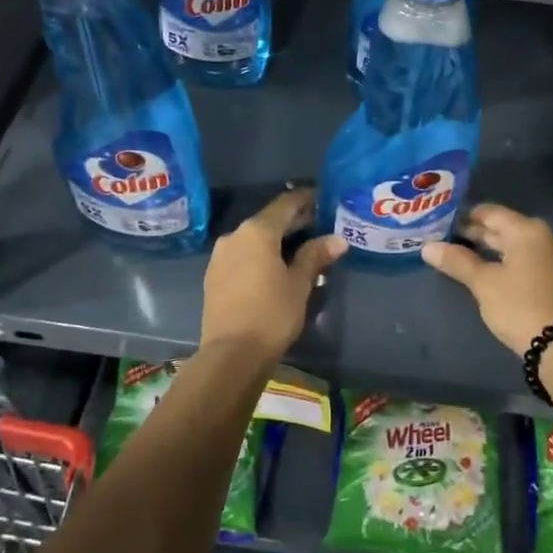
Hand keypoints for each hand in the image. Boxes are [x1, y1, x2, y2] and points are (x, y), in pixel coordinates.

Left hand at [199, 188, 346, 360]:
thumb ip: (315, 256)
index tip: (323, 198)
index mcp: (257, 231)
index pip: (285, 204)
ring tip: (300, 247)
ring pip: (254, 238)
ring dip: (276, 239)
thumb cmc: (272, 314)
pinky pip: (242, 254)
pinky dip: (260, 254)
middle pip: (268, 220)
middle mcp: (235, 236)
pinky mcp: (214, 275)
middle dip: (293, 221)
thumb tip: (338, 239)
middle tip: (319, 224)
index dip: (306, 199)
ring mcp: (220, 256)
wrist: (231, 354)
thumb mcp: (299, 284)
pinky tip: (275, 266)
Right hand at [422, 204, 552, 356]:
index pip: (489, 212)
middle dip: (474, 233)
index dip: (464, 216)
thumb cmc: (519, 306)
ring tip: (458, 255)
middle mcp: (543, 237)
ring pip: (512, 245)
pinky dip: (503, 261)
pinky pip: (523, 259)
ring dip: (487, 249)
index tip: (441, 223)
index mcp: (527, 230)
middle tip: (444, 240)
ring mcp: (551, 257)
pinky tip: (484, 271)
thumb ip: (457, 261)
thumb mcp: (483, 283)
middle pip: (502, 228)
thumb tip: (428, 247)